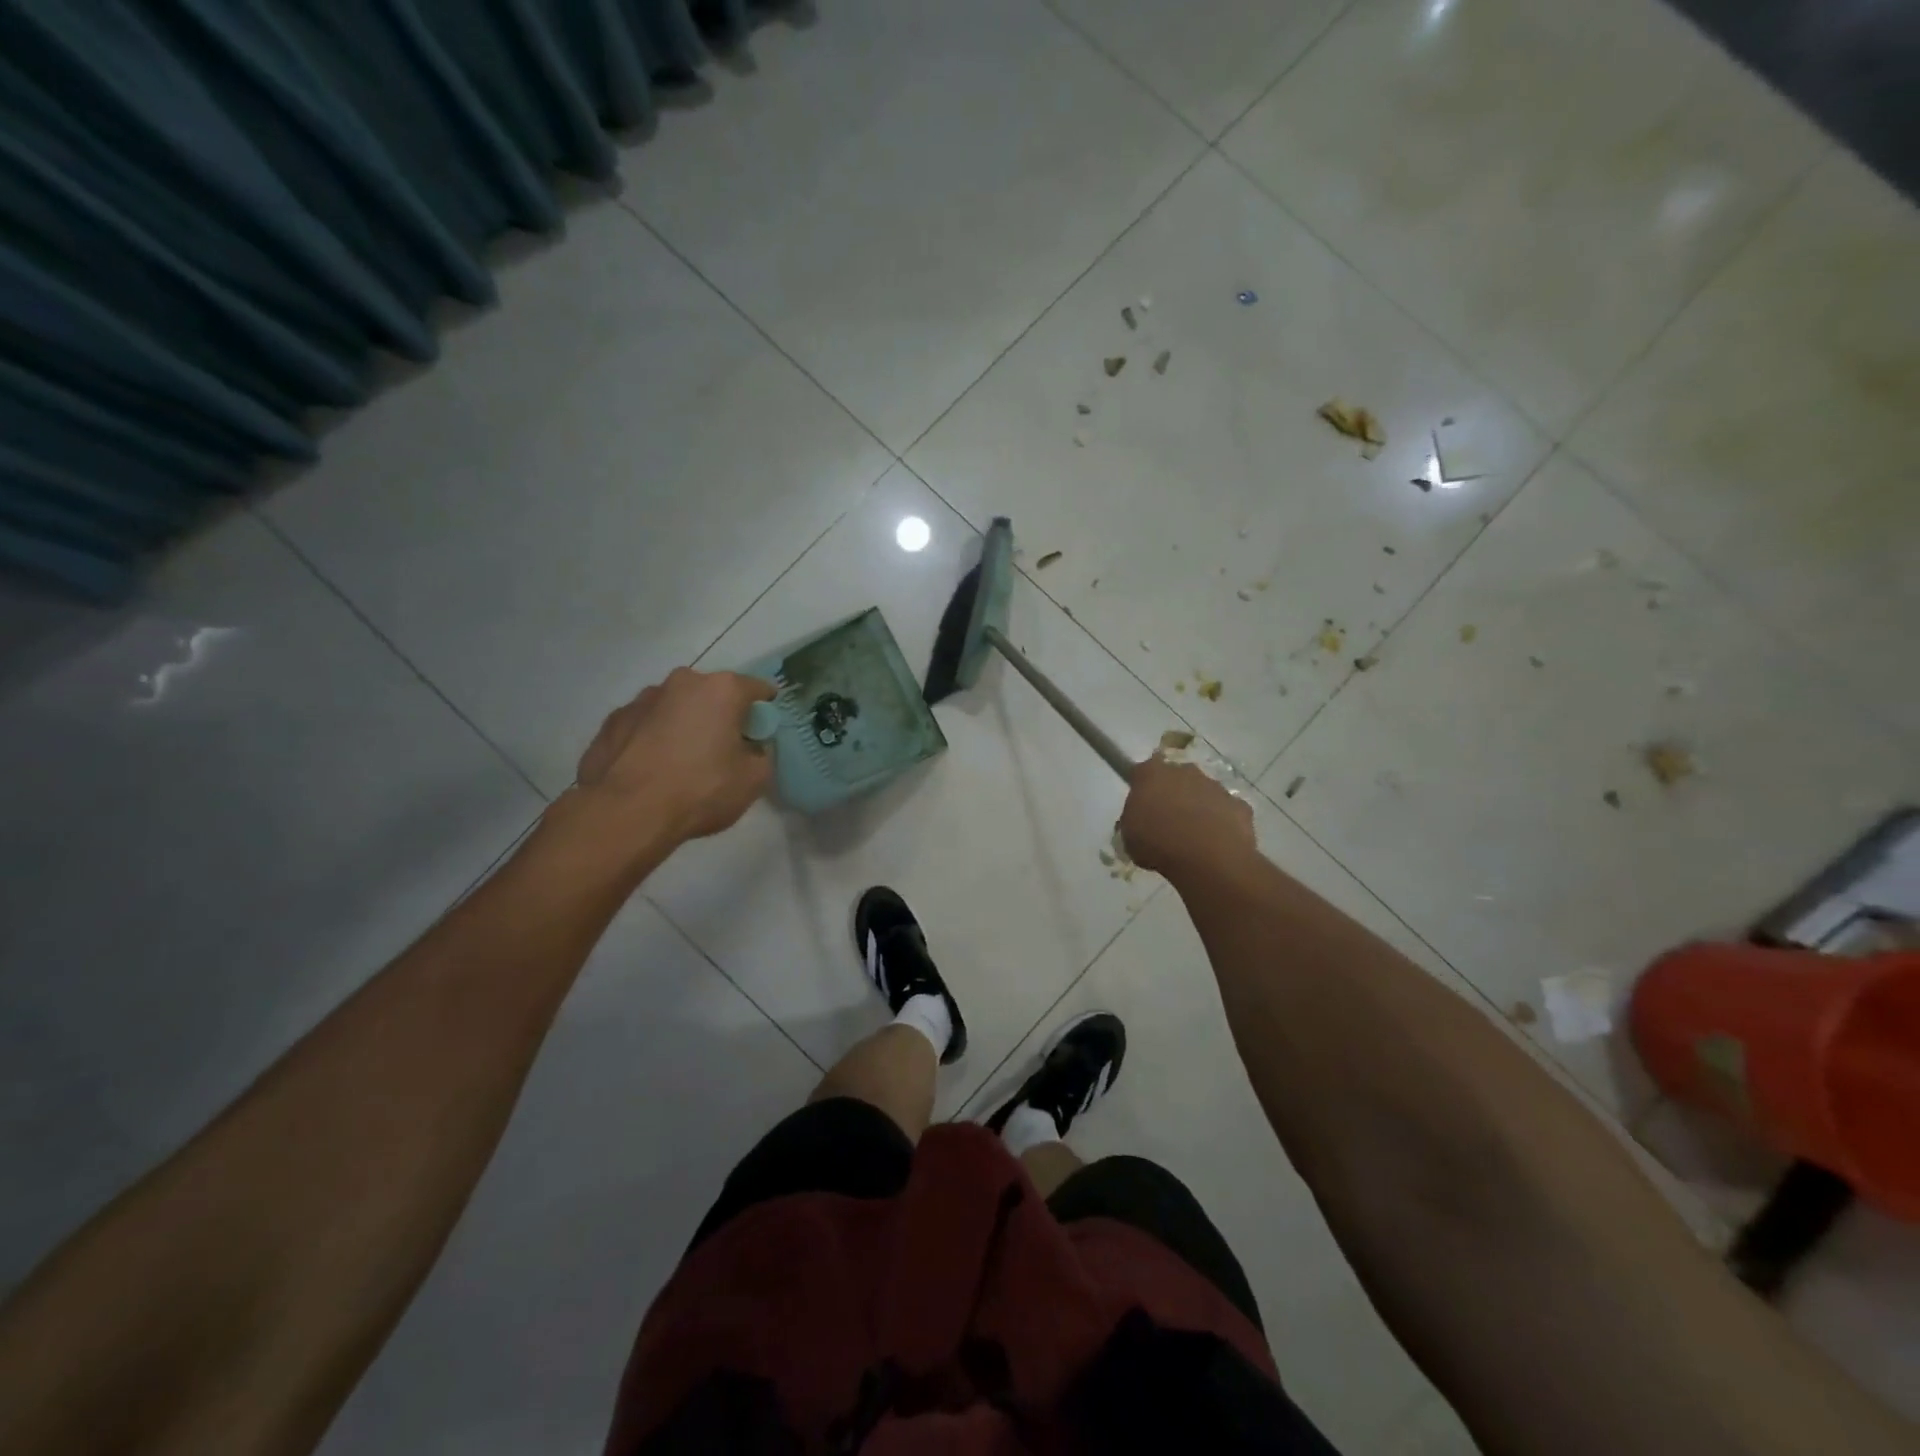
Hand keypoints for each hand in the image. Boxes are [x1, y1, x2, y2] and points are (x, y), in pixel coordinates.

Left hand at [575, 668, 775, 843]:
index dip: (765, 709)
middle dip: (720, 715)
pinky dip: (652, 739)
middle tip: (723, 749)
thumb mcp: (754, 780)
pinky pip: (644, 726)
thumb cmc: (700, 790)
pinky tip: (651, 769)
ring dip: (683, 725)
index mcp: (721, 690)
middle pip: (712, 694)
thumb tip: (751, 748)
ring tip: (681, 762)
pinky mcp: (612, 722)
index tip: (763, 732)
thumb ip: (761, 755)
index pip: (757, 689)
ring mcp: (641, 699)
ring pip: (675, 707)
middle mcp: (681, 682)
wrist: (626, 813)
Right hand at [1119, 755, 1254, 878]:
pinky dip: (1222, 823)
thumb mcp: (1129, 836)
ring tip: (1193, 838)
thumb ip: (1135, 820)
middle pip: (1176, 778)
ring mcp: (1215, 787)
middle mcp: (1185, 772)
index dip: (1142, 786)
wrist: (1207, 858)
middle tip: (1167, 822)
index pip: (1143, 771)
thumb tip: (1142, 821)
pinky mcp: (1239, 805)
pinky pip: (1226, 812)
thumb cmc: (1158, 843)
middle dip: (1173, 794)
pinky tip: (1215, 844)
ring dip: (1198, 808)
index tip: (1142, 804)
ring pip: (1203, 793)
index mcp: (1152, 774)